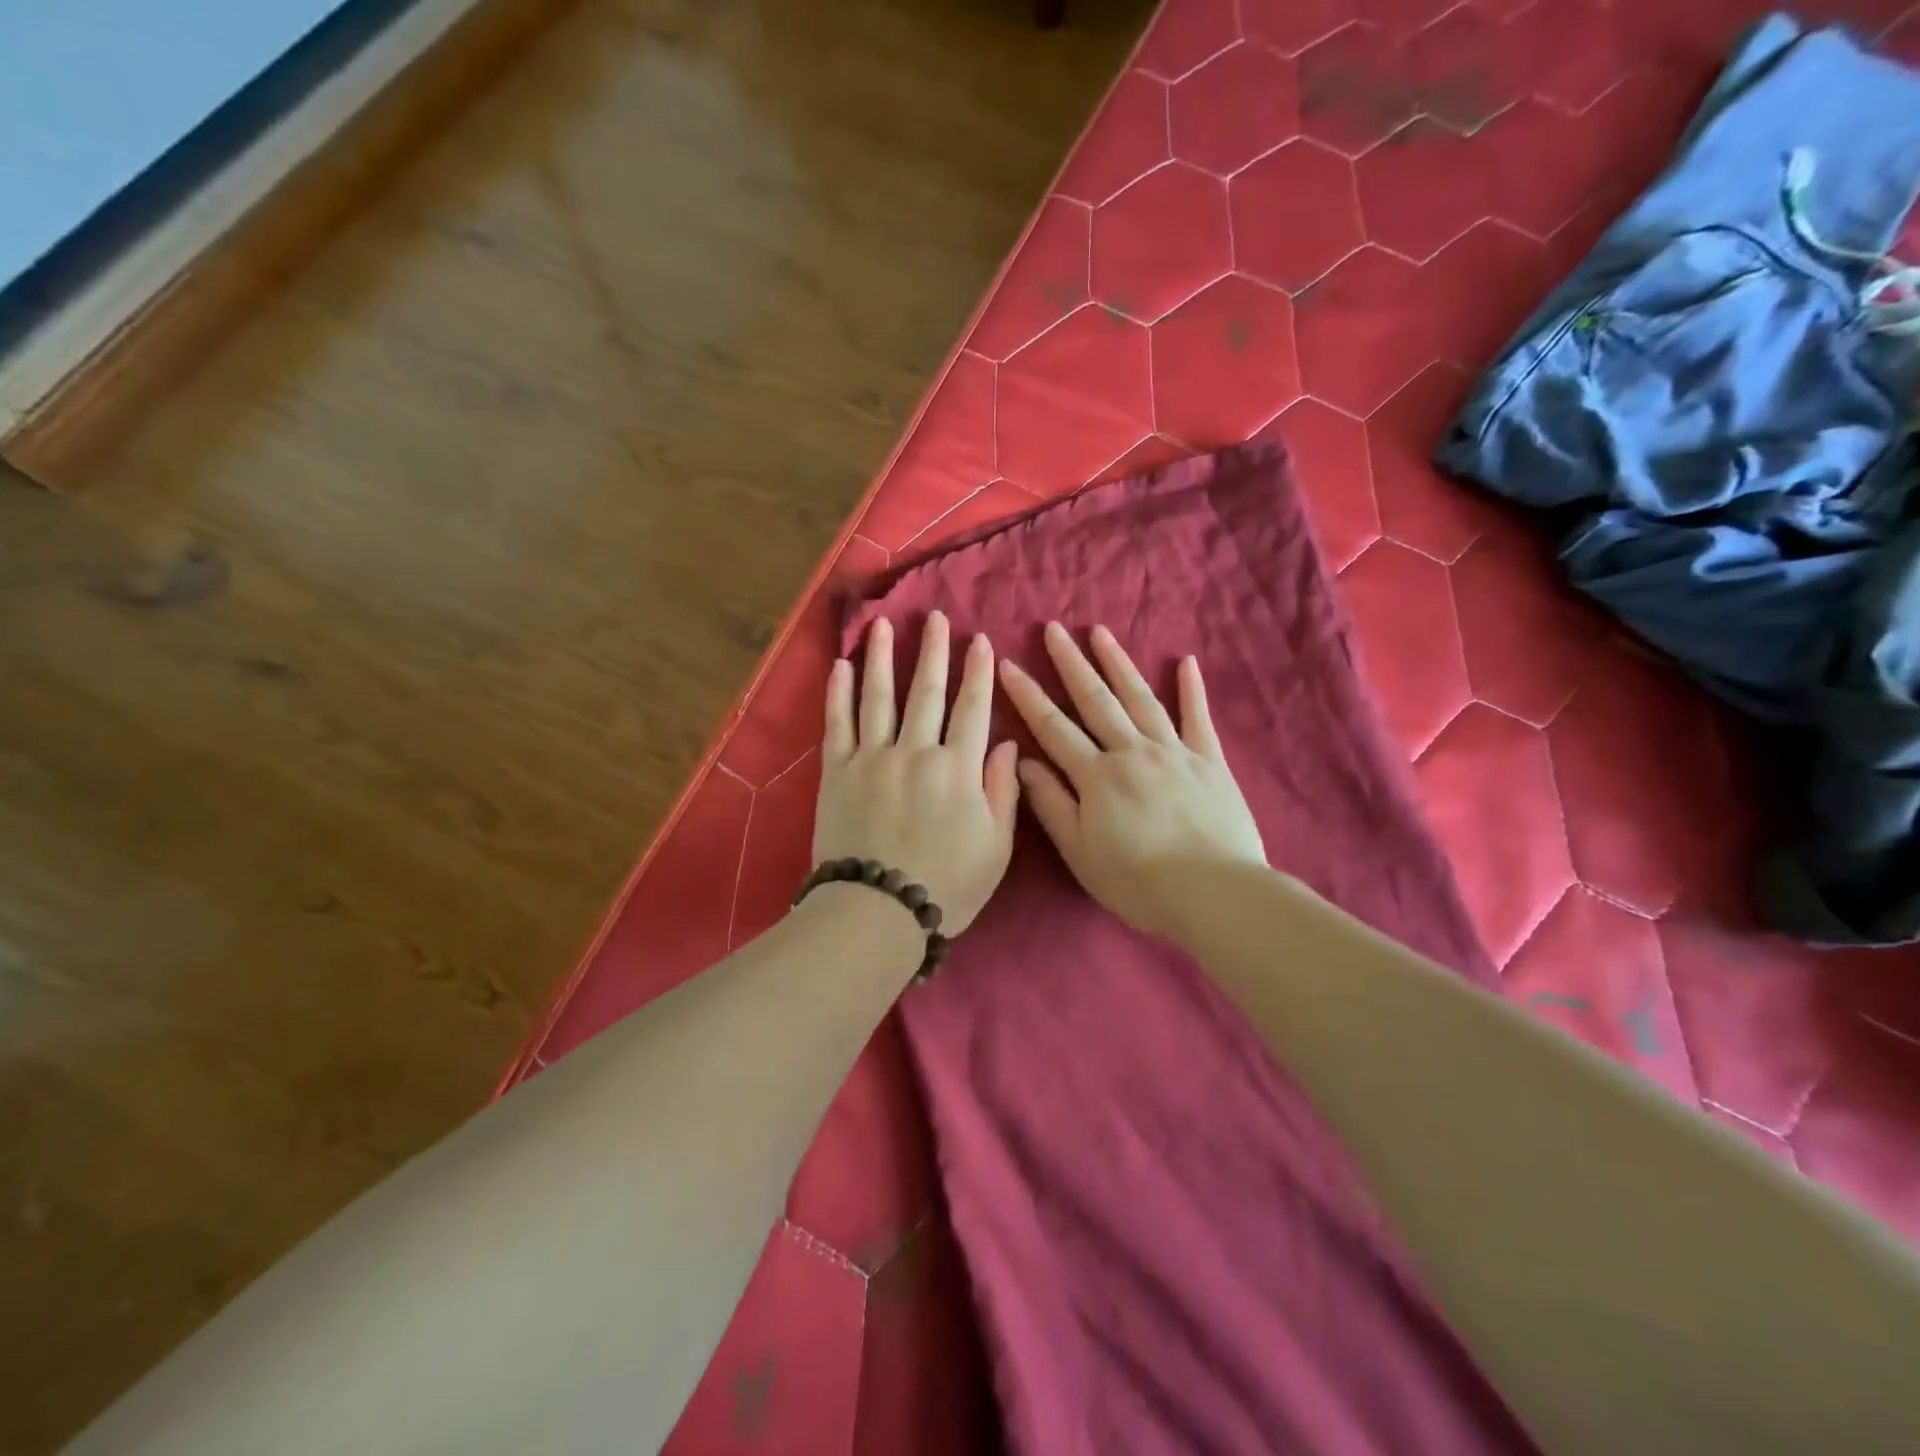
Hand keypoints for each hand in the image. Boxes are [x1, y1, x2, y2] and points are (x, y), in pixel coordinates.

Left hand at [813, 612, 1019, 934]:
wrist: (878, 911)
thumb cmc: (947, 886)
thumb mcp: (995, 848)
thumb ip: (1003, 791)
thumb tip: (1005, 743)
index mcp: (958, 768)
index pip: (972, 708)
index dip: (978, 672)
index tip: (980, 640)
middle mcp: (916, 751)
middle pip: (927, 692)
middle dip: (934, 650)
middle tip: (934, 616)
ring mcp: (872, 757)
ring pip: (880, 696)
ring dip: (883, 657)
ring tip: (885, 624)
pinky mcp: (837, 771)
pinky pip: (837, 723)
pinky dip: (839, 692)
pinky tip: (842, 665)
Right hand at [999, 622, 1265, 940]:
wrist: (1214, 894)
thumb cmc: (1138, 882)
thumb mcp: (1080, 852)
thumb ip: (1051, 804)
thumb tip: (1023, 762)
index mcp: (1097, 776)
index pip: (1053, 727)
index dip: (1028, 695)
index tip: (1008, 664)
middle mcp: (1132, 752)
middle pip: (1096, 700)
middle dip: (1071, 663)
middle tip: (1054, 629)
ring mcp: (1174, 752)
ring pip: (1141, 698)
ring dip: (1118, 663)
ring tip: (1100, 632)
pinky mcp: (1210, 762)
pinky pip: (1198, 718)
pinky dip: (1191, 690)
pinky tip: (1185, 663)